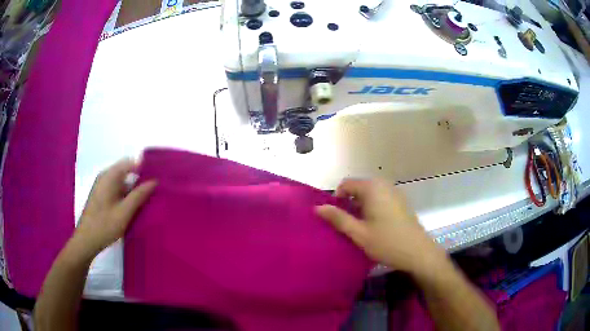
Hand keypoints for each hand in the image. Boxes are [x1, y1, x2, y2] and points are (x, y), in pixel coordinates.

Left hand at [73, 159, 156, 258]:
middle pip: (126, 171)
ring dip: (133, 189)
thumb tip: (154, 181)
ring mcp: (102, 186)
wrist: (86, 241)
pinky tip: (133, 208)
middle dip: (140, 179)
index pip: (130, 162)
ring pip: (122, 181)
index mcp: (109, 176)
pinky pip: (117, 189)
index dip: (144, 168)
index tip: (157, 178)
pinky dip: (126, 195)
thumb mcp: (124, 212)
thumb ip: (139, 195)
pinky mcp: (101, 196)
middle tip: (154, 192)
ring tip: (147, 201)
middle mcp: (105, 177)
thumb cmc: (105, 225)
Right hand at [316, 179, 443, 273]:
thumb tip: (318, 207)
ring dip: (360, 207)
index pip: (346, 184)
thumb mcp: (358, 233)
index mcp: (372, 188)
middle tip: (347, 225)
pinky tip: (375, 226)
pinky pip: (380, 198)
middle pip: (358, 187)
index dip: (337, 198)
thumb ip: (338, 218)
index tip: (336, 218)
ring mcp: (395, 192)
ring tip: (360, 227)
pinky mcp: (401, 201)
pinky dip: (372, 208)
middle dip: (349, 203)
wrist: (418, 252)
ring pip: (369, 194)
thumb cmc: (387, 243)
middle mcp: (384, 184)